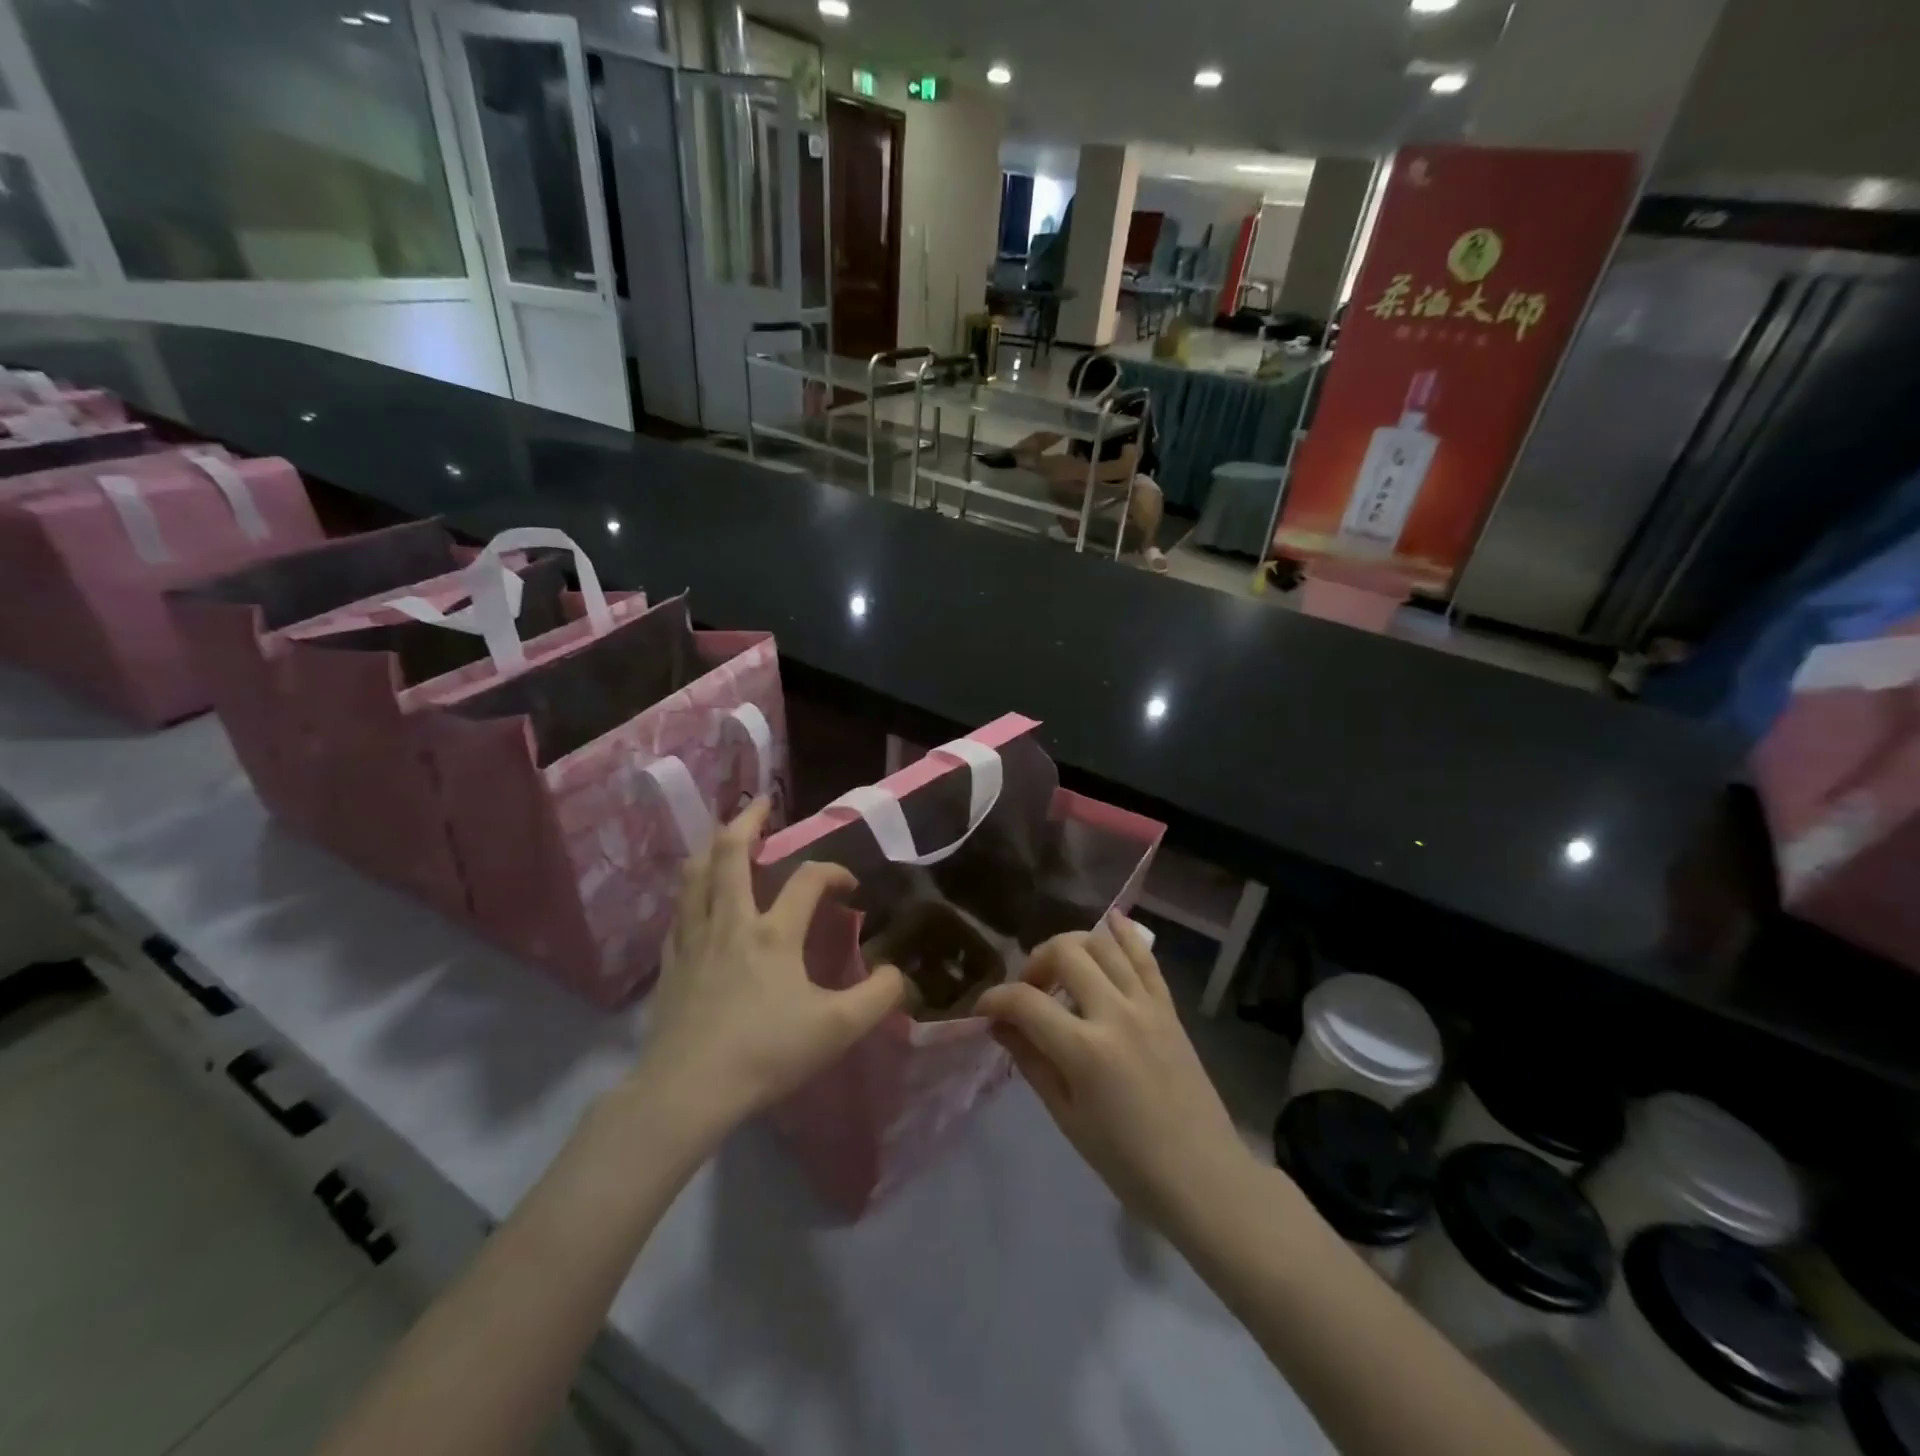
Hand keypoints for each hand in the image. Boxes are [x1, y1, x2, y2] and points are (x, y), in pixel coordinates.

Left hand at [635, 799, 905, 1151]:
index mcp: (772, 933)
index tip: (850, 887)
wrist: (687, 1091)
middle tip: (763, 804)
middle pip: (730, 854)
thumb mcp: (837, 1029)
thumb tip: (898, 974)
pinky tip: (697, 901)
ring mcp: (693, 940)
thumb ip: (877, 997)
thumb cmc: (765, 1054)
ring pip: (695, 875)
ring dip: (712, 847)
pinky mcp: (669, 963)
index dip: (833, 872)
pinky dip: (692, 891)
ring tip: (725, 838)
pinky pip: (679, 911)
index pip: (808, 880)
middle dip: (748, 822)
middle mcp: (730, 922)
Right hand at [976, 915, 1254, 1233]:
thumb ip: (1031, 1061)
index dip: (995, 999)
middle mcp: (1115, 1013)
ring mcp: (1147, 1005)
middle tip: (1029, 990)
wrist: (1202, 1177)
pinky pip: (1145, 956)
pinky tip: (1109, 922)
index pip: (1025, 1002)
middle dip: (1035, 962)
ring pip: (1102, 943)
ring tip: (1061, 970)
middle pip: (1065, 952)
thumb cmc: (1127, 1161)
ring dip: (1072, 946)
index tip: (984, 1010)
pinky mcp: (1168, 1007)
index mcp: (1084, 1051)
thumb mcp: (1067, 1117)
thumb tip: (999, 1024)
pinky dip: (1124, 934)